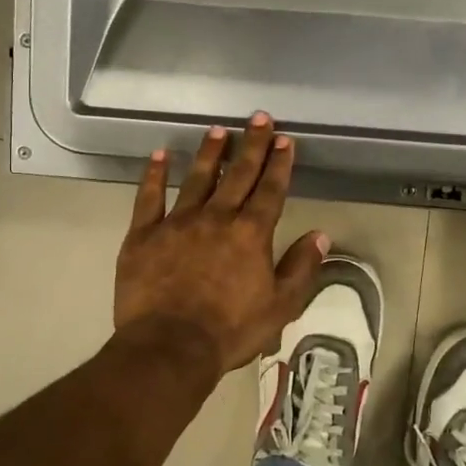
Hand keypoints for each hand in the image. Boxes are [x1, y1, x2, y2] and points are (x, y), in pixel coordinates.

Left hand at [115, 114, 327, 378]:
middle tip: (259, 118)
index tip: (284, 140)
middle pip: (238, 174)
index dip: (279, 163)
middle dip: (252, 145)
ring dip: (210, 153)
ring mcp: (177, 222)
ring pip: (197, 178)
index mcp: (250, 233)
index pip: (270, 190)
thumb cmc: (230, 331)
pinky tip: (160, 156)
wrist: (169, 347)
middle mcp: (216, 218)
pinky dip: (154, 175)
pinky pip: (149, 197)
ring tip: (218, 131)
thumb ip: (301, 268)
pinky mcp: (143, 234)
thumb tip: (321, 235)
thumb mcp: (280, 306)